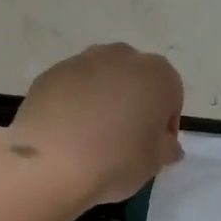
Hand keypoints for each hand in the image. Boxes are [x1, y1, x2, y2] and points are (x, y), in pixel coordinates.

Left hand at [6, 43, 184, 204]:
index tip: (152, 147)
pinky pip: (72, 87)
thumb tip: (167, 143)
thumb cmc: (116, 160)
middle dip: (133, 103)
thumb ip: (168, 148)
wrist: (50, 162)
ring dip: (103, 99)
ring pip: (102, 79)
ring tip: (90, 135)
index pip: (171, 97)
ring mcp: (83, 60)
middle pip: (136, 80)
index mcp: (157, 75)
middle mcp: (122, 57)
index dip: (164, 124)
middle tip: (123, 138)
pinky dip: (72, 102)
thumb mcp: (155, 163)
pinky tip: (65, 131)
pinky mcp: (51, 72)